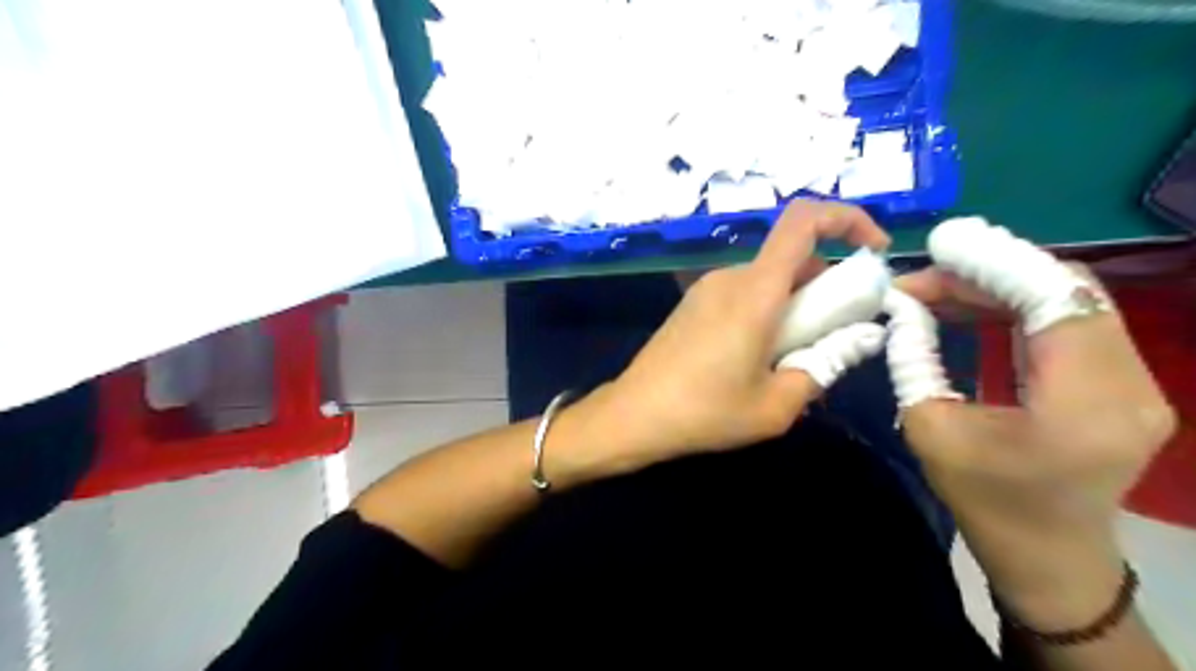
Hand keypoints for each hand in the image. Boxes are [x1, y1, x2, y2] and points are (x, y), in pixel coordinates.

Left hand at [587, 201, 886, 469]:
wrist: (633, 415)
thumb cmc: (704, 413)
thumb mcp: (776, 405)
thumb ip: (824, 367)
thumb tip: (859, 340)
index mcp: (755, 291)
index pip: (804, 221)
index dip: (847, 220)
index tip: (874, 252)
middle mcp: (730, 277)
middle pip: (792, 260)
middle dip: (826, 290)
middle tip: (833, 340)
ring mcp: (707, 289)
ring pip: (769, 281)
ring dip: (795, 307)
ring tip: (792, 361)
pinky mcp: (693, 305)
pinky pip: (744, 295)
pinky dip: (768, 313)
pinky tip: (757, 360)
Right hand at [896, 261, 1175, 627]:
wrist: (1049, 556)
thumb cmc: (985, 501)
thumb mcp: (929, 429)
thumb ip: (914, 358)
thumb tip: (901, 307)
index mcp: (1083, 403)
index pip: (1054, 299)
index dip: (995, 262)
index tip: (937, 247)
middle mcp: (1128, 384)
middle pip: (1067, 290)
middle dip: (988, 271)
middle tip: (923, 276)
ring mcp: (1135, 382)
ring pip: (1069, 300)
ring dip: (999, 286)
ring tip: (936, 289)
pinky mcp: (1122, 383)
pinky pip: (1070, 322)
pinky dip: (1016, 306)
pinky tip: (969, 307)